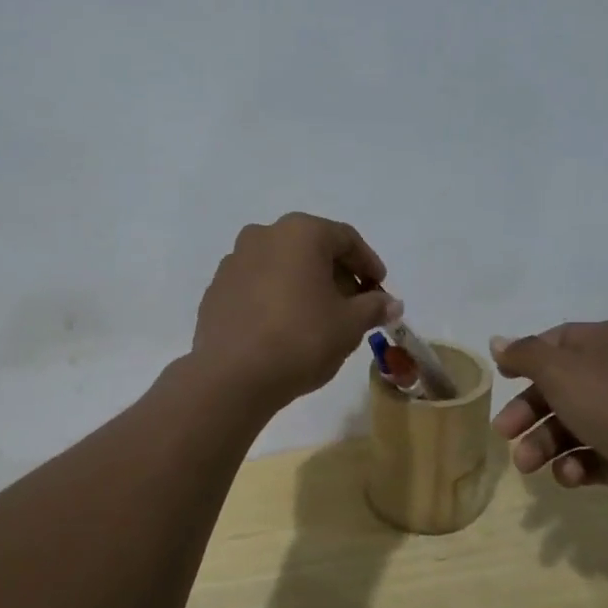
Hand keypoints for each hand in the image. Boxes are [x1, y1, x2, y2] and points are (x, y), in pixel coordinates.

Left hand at [191, 214, 399, 410]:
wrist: (231, 375)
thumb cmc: (301, 338)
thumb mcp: (349, 324)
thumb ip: (373, 307)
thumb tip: (391, 303)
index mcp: (299, 232)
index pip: (345, 239)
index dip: (368, 264)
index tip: (380, 289)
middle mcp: (263, 235)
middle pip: (311, 248)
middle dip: (336, 275)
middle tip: (354, 306)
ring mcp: (234, 261)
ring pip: (281, 266)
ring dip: (304, 285)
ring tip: (319, 319)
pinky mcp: (216, 290)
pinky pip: (256, 286)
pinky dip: (276, 298)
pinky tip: (284, 328)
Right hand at [488, 322, 607, 530]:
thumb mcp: (559, 370)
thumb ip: (524, 355)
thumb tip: (497, 342)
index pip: (557, 341)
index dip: (526, 359)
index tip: (500, 379)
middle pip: (559, 387)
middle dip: (528, 412)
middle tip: (503, 432)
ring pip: (571, 424)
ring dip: (544, 444)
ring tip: (527, 465)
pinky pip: (592, 454)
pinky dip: (574, 464)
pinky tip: (570, 475)